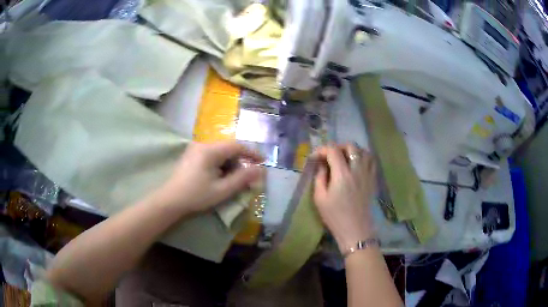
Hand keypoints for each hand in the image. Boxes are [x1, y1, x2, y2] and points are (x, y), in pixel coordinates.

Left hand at [156, 141, 263, 213]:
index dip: (252, 153)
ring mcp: (195, 149)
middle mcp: (202, 145)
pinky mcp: (191, 156)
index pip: (237, 146)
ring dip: (229, 165)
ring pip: (220, 153)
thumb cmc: (196, 196)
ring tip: (231, 181)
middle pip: (228, 149)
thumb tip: (261, 170)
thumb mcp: (222, 190)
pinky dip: (219, 165)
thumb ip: (243, 178)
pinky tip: (218, 178)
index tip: (263, 163)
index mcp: (210, 150)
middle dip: (239, 162)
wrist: (170, 201)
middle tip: (245, 178)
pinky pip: (211, 156)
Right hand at [313, 144, 376, 251]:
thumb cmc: (335, 216)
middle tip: (330, 156)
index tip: (315, 157)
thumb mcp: (320, 198)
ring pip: (363, 151)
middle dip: (338, 147)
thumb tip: (321, 165)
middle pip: (350, 146)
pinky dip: (363, 157)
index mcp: (342, 174)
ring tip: (344, 158)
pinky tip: (357, 164)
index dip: (322, 149)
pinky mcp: (373, 179)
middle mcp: (357, 170)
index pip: (333, 150)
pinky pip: (371, 161)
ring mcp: (367, 174)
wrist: (355, 229)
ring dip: (352, 150)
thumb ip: (319, 178)